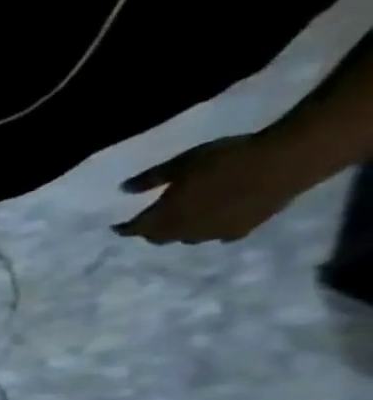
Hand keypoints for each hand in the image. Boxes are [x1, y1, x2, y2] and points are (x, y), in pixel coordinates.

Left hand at [114, 135, 312, 244]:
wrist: (285, 162)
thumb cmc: (224, 160)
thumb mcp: (180, 164)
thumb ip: (150, 179)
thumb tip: (123, 190)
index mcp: (165, 217)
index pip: (137, 228)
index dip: (124, 229)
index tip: (116, 228)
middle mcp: (186, 231)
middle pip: (161, 237)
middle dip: (151, 231)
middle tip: (147, 224)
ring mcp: (216, 233)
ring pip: (189, 239)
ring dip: (180, 233)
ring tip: (178, 224)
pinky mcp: (245, 229)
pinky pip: (219, 236)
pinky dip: (210, 232)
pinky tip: (213, 226)